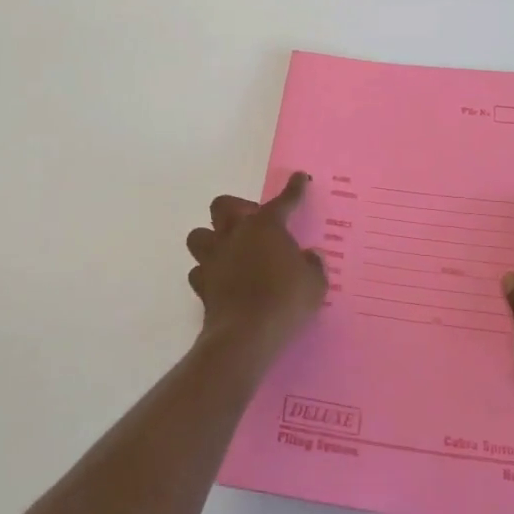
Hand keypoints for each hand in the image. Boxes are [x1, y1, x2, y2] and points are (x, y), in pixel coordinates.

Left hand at [185, 173, 327, 355]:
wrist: (247, 335)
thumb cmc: (286, 301)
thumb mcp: (314, 283)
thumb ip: (313, 265)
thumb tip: (310, 257)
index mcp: (266, 226)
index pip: (283, 200)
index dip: (294, 188)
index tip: (298, 178)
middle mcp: (235, 234)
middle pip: (223, 205)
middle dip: (236, 208)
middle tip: (252, 223)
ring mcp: (214, 258)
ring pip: (199, 235)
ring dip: (212, 239)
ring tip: (229, 251)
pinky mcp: (202, 285)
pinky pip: (198, 271)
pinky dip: (208, 273)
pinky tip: (220, 280)